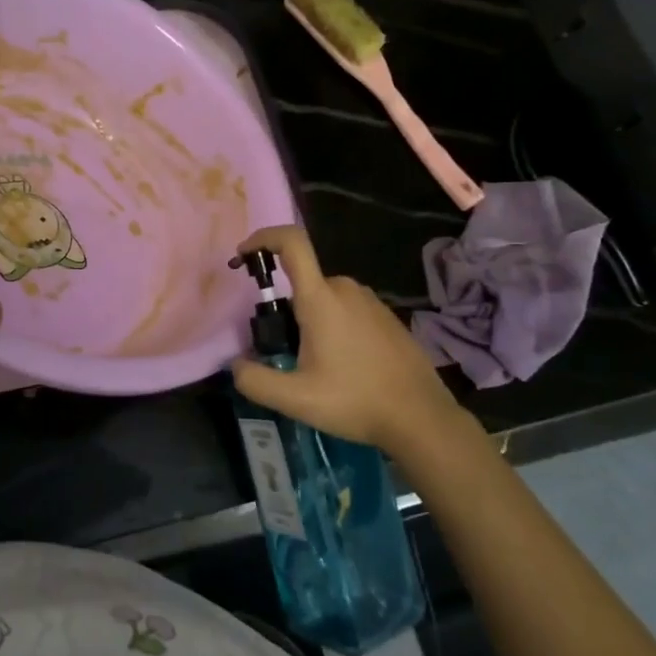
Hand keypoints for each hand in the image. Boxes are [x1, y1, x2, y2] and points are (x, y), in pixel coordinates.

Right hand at [231, 226, 461, 456]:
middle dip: (287, 309)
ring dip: (311, 321)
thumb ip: (255, 381)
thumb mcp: (296, 399)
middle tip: (284, 351)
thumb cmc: (355, 401)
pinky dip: (335, 327)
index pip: (292, 243)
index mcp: (321, 299)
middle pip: (304, 281)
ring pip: (326, 297)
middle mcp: (346, 289)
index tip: (244, 255)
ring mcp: (371, 301)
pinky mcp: (387, 316)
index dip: (263, 238)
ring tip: (315, 366)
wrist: (420, 417)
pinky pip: (348, 309)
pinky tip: (344, 366)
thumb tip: (235, 365)